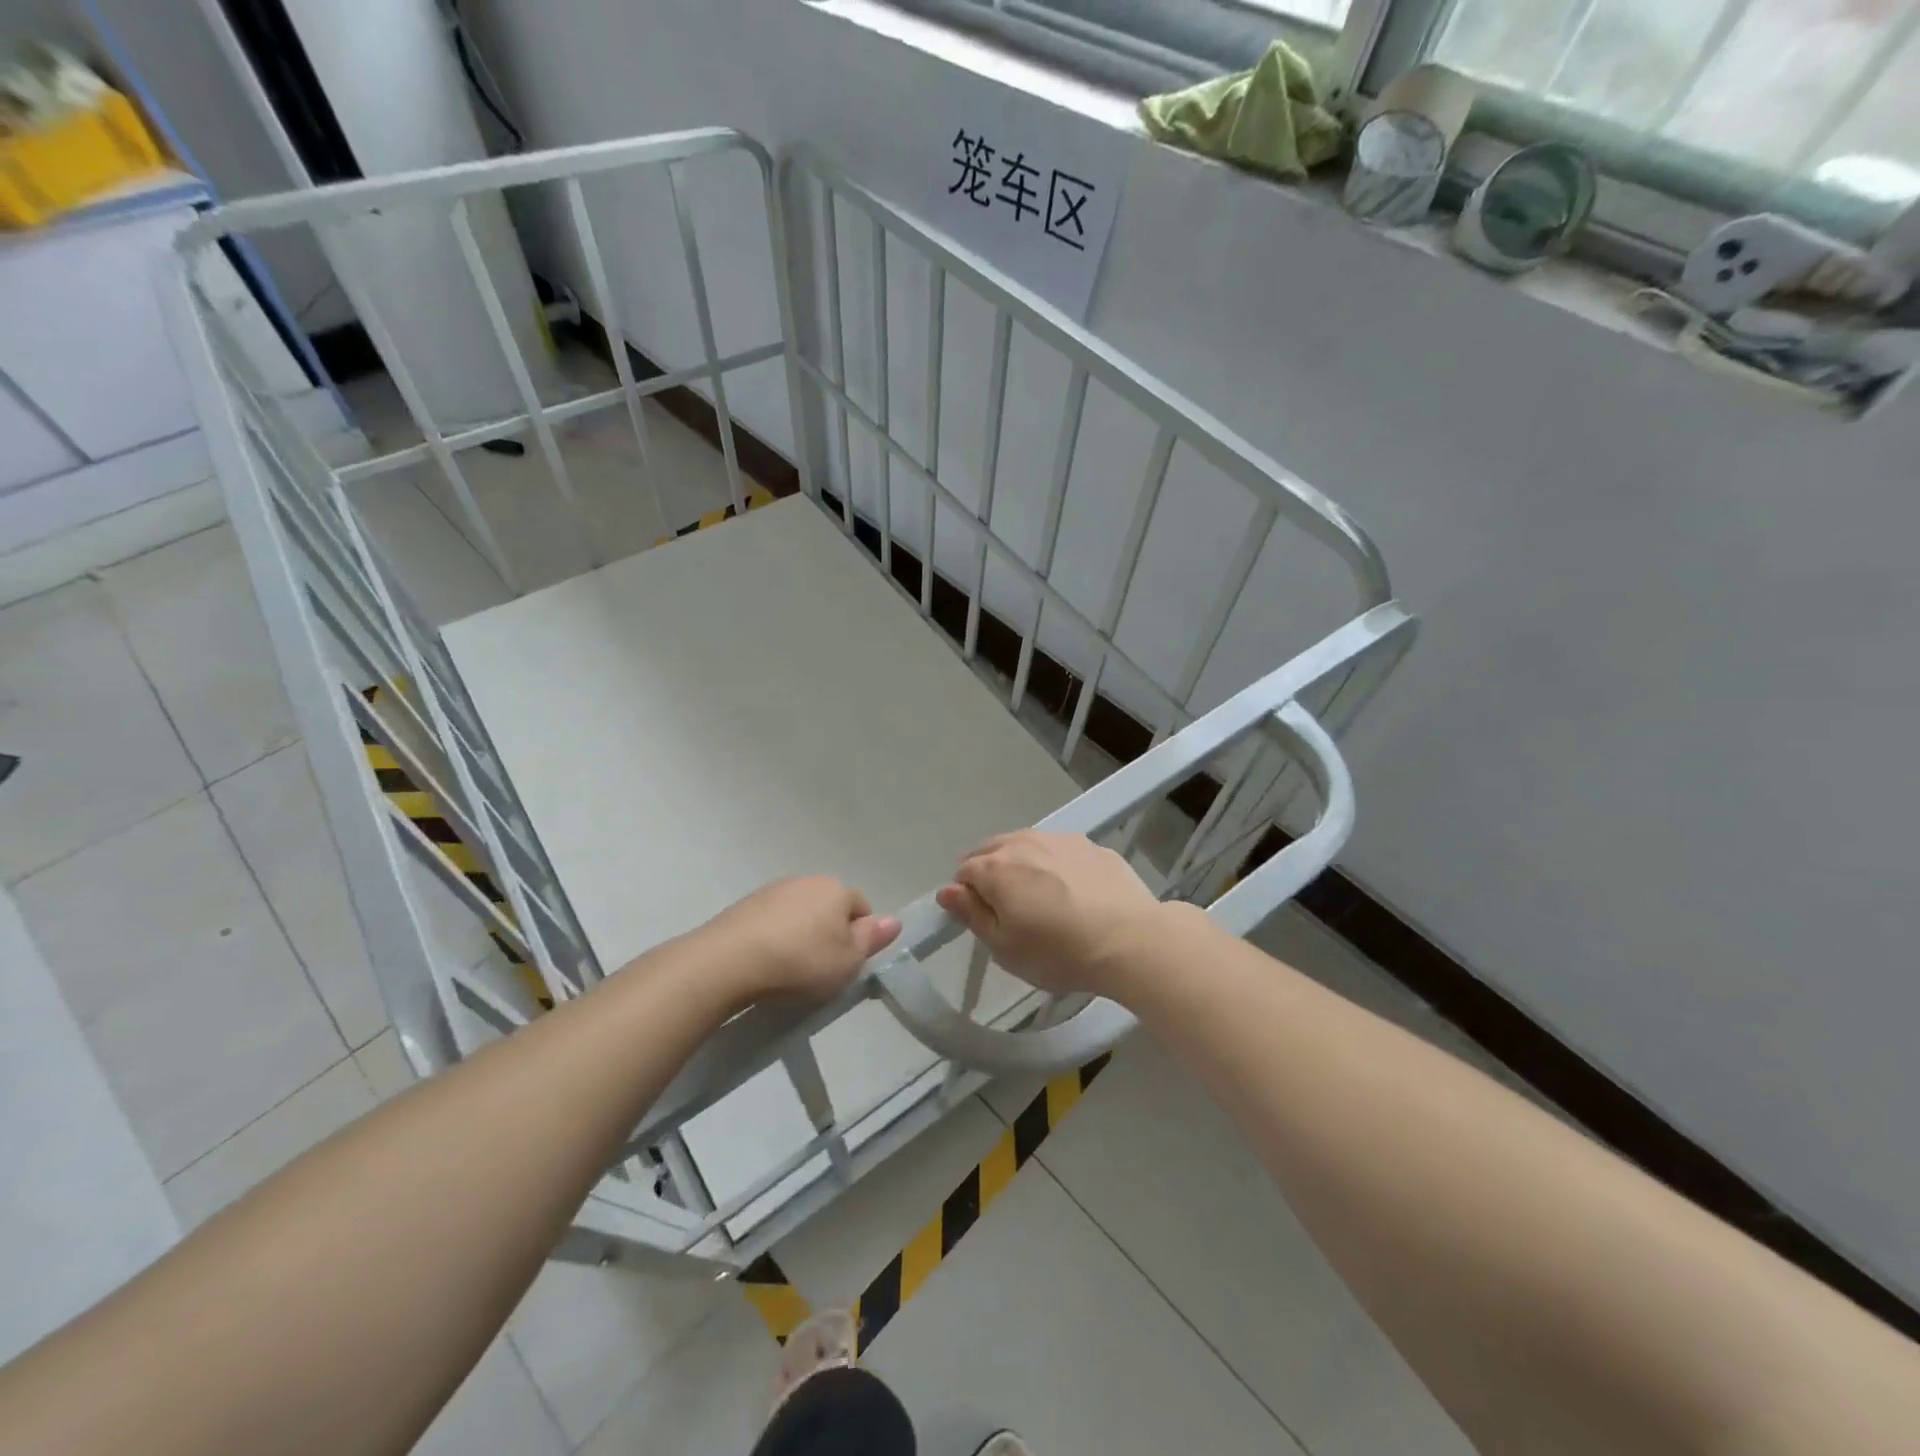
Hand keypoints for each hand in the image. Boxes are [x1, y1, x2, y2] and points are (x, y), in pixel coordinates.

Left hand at [699, 876, 899, 1002]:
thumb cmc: (801, 962)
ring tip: (789, 972)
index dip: (860, 937)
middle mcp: (806, 880)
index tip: (849, 966)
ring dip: (799, 936)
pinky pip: (770, 922)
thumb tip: (894, 920)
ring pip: (798, 914)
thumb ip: (872, 939)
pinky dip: (773, 939)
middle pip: (828, 908)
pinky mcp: (743, 906)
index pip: (861, 908)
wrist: (728, 962)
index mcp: (836, 889)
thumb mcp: (848, 961)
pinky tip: (765, 965)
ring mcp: (772, 891)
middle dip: (829, 934)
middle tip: (822, 971)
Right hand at [935, 830, 1166, 998]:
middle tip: (1004, 907)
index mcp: (995, 868)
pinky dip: (1054, 863)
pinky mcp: (1090, 845)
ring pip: (1026, 843)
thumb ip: (972, 914)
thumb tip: (946, 891)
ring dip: (1020, 862)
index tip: (981, 919)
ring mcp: (1060, 839)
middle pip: (991, 849)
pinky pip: (1059, 849)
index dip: (965, 895)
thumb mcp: (1004, 947)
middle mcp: (1023, 842)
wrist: (1130, 939)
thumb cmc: (1058, 951)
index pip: (963, 872)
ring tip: (1035, 894)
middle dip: (988, 872)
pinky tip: (1070, 889)